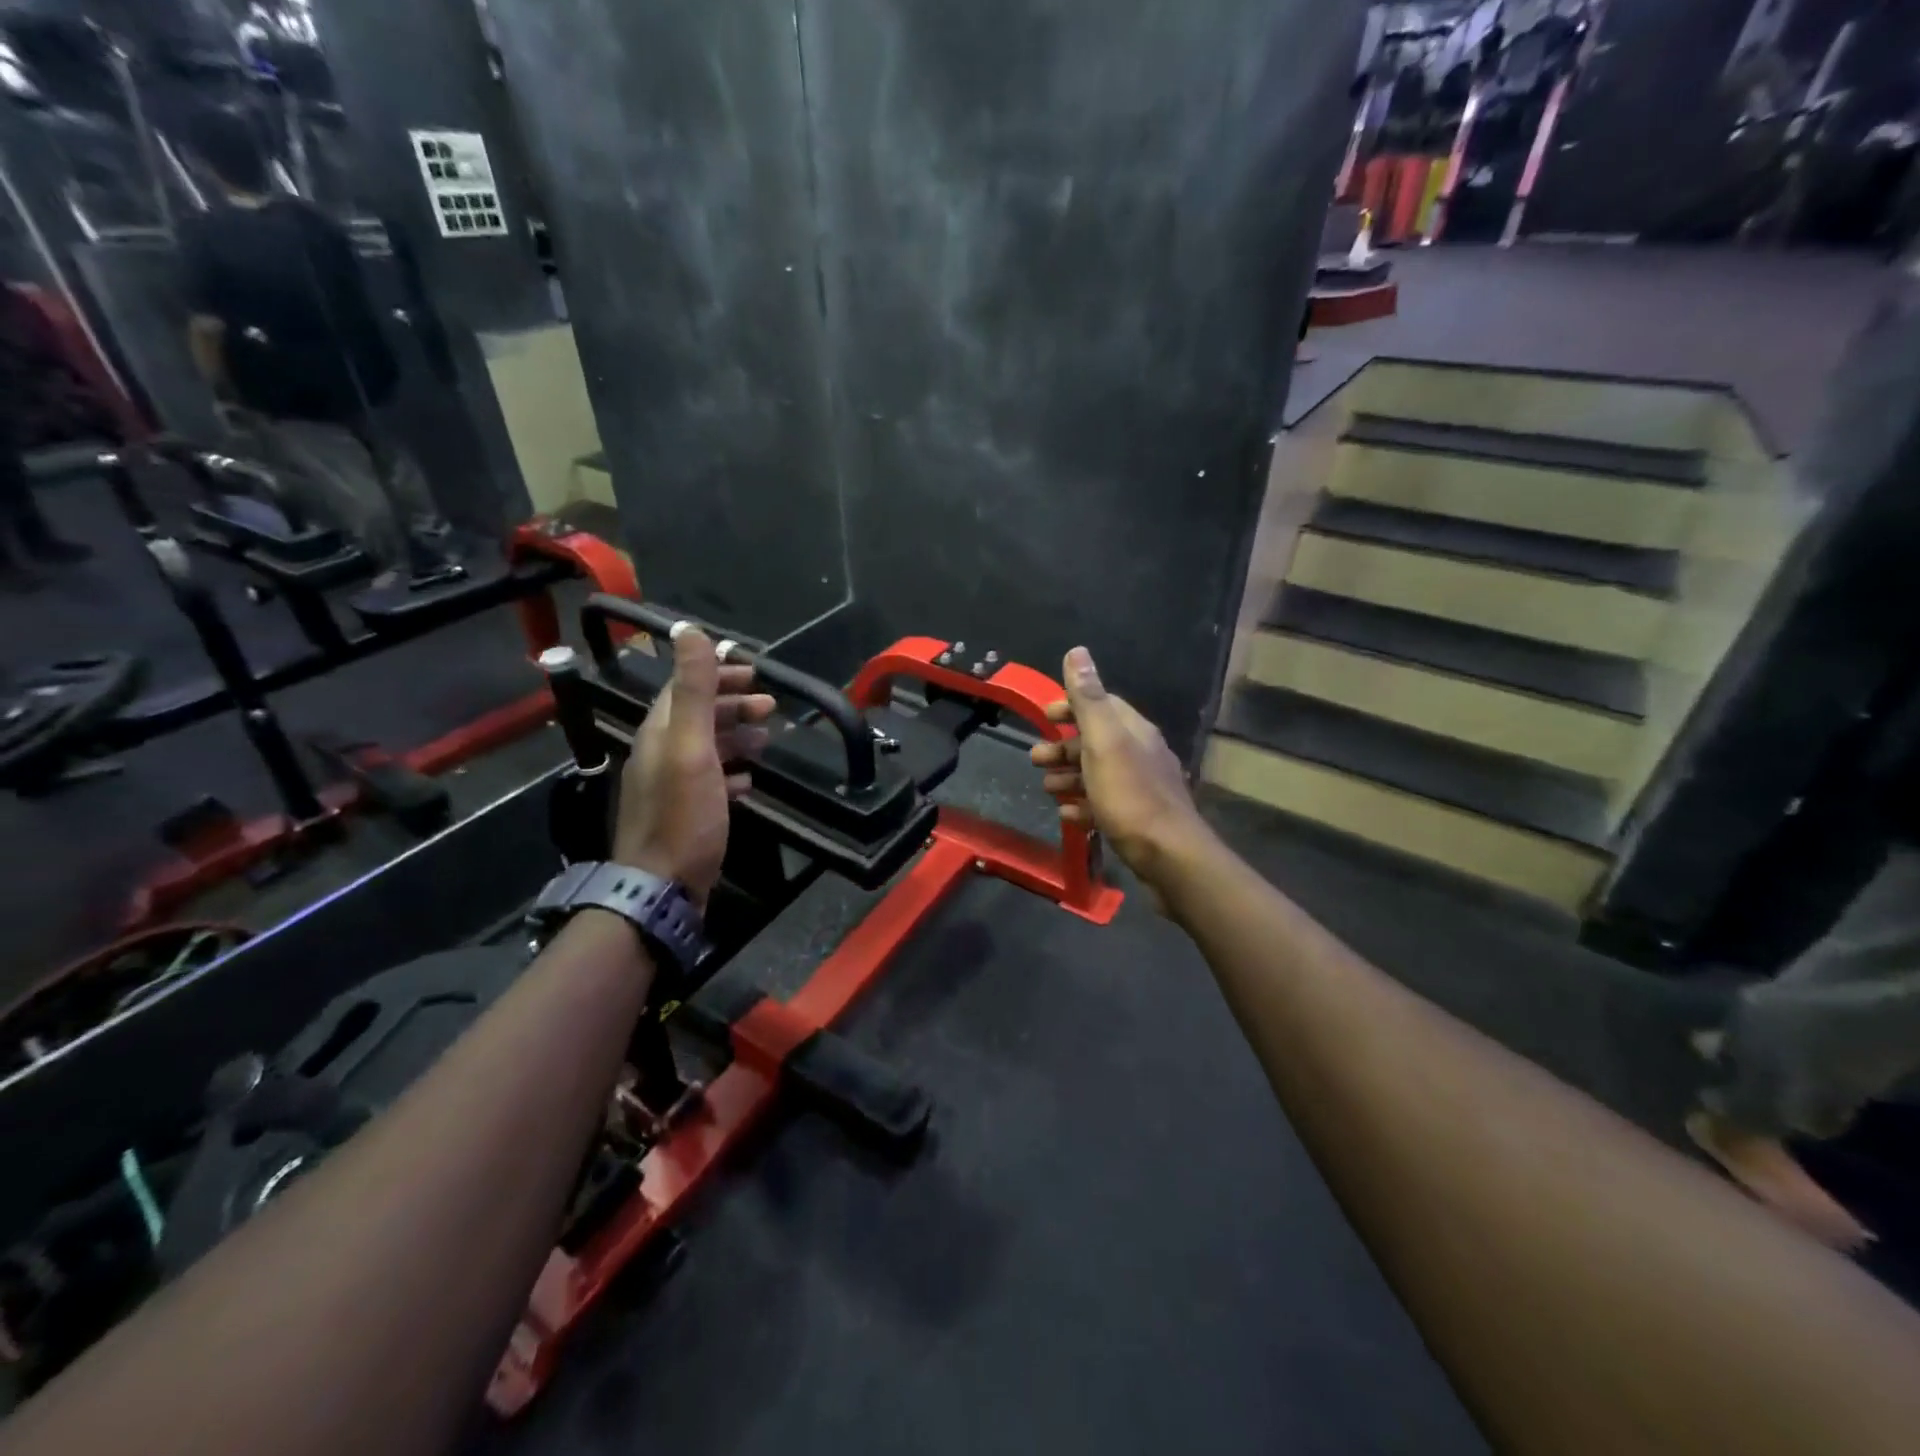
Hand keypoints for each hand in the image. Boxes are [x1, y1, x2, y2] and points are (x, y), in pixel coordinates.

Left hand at [613, 625, 775, 905]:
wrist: (662, 887)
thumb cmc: (682, 816)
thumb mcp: (691, 748)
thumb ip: (693, 690)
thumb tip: (688, 630)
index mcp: (660, 733)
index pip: (685, 688)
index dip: (717, 674)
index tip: (754, 671)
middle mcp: (660, 753)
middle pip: (697, 717)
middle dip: (732, 705)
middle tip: (770, 706)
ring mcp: (671, 786)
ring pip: (705, 748)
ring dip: (735, 736)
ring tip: (766, 738)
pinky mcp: (684, 814)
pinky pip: (709, 781)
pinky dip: (731, 772)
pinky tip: (749, 780)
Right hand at [1030, 646, 1211, 891]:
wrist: (1169, 856)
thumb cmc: (1130, 795)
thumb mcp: (1104, 742)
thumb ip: (1089, 699)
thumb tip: (1077, 651)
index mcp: (1134, 732)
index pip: (1102, 705)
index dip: (1072, 706)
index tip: (1045, 715)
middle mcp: (1141, 754)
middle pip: (1096, 742)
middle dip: (1063, 747)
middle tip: (1034, 758)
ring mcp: (1141, 789)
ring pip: (1098, 774)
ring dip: (1069, 777)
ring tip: (1046, 789)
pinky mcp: (1138, 819)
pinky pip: (1105, 805)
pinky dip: (1083, 806)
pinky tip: (1068, 816)